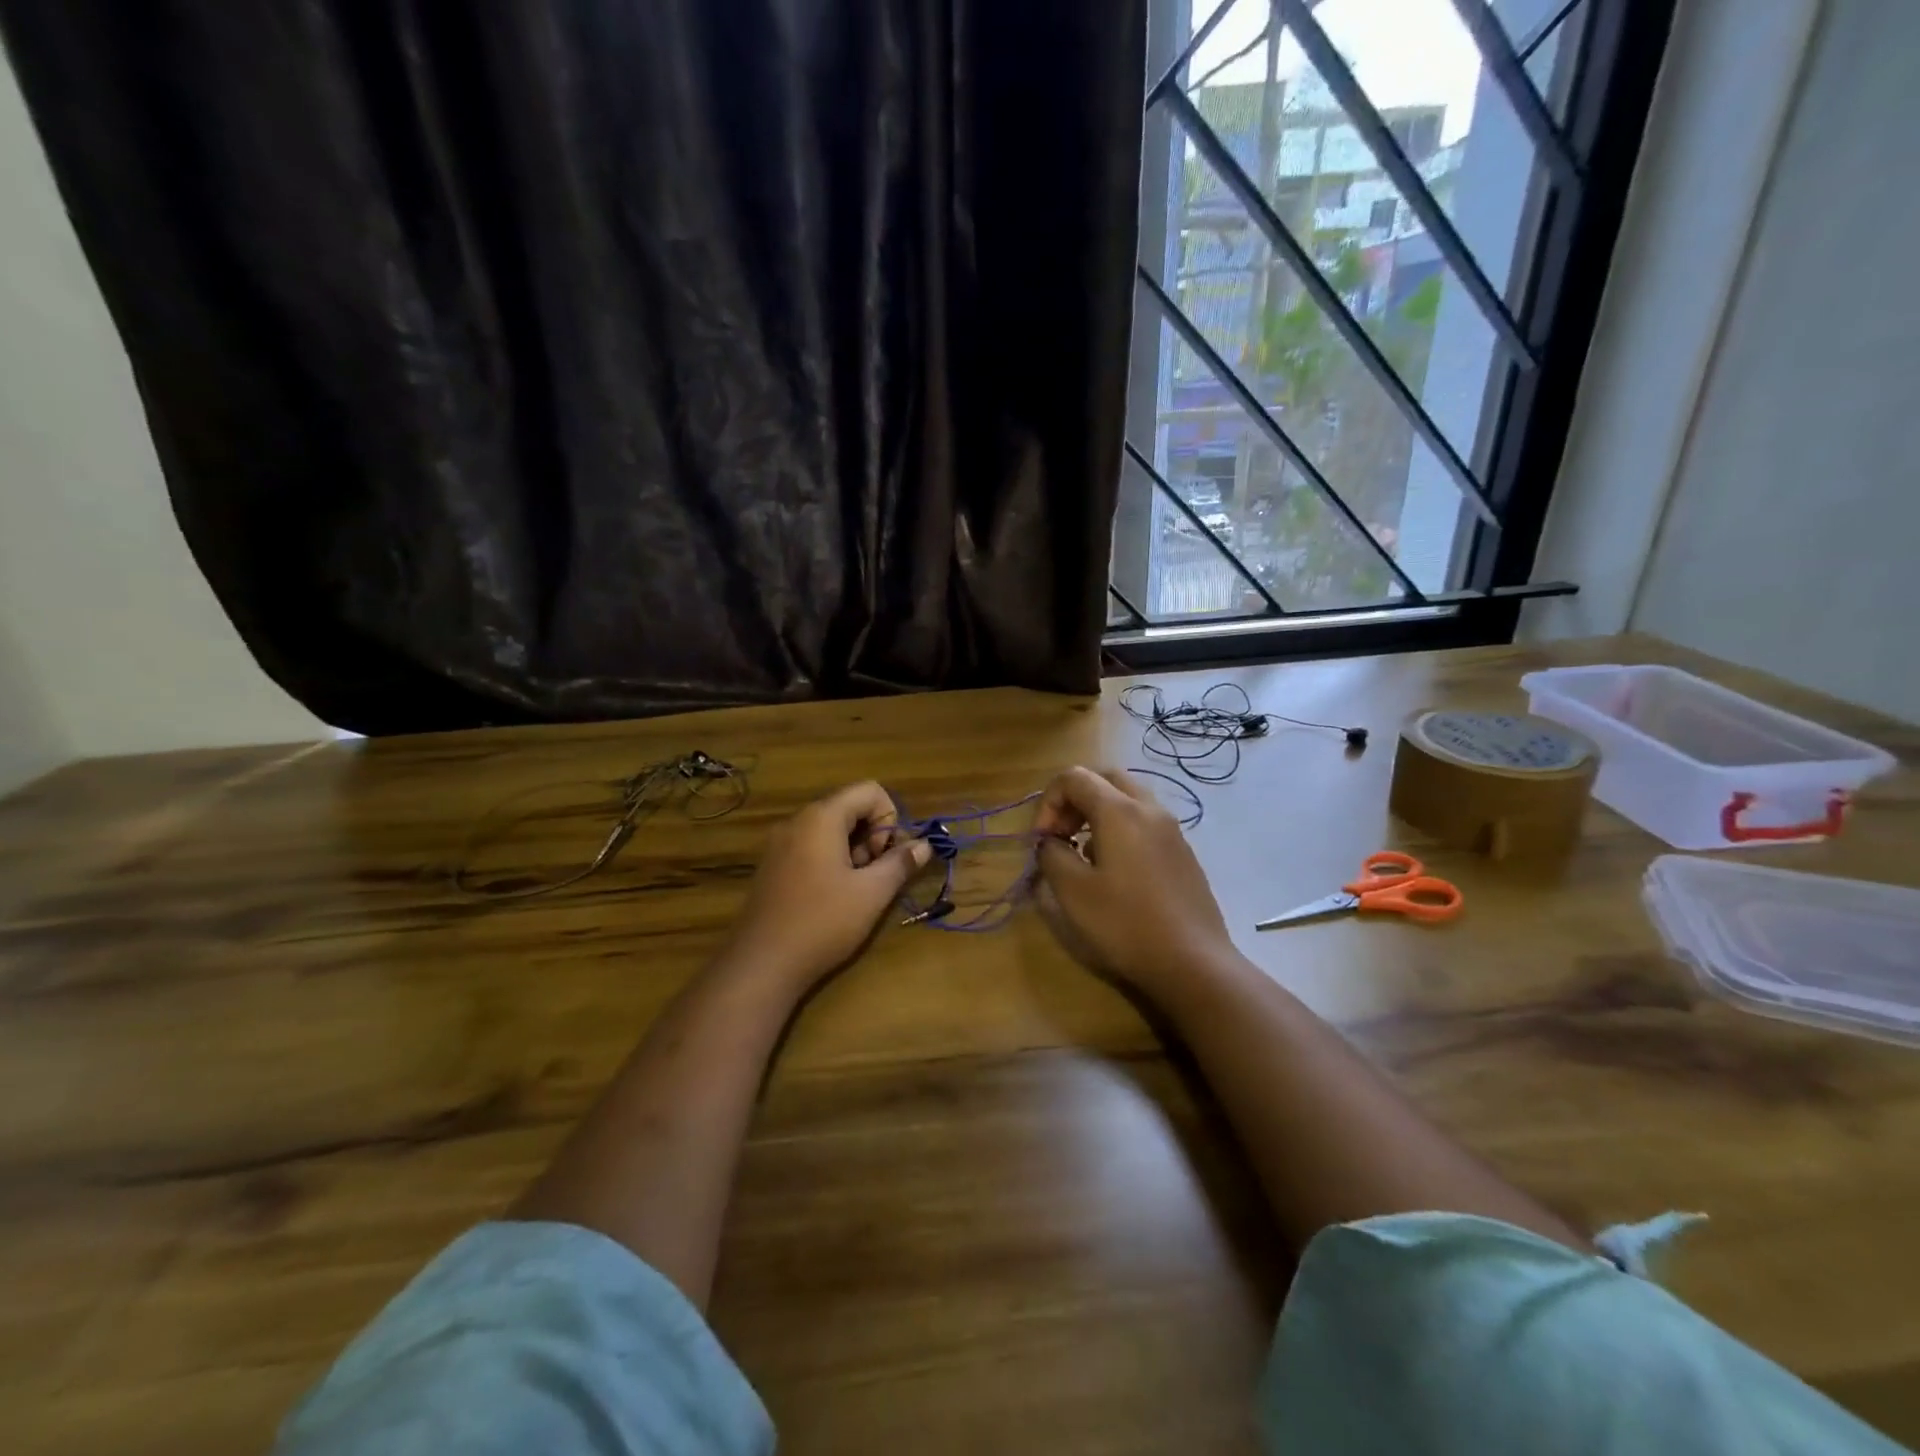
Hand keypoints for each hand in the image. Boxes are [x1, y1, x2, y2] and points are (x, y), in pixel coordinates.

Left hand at [722, 781, 931, 989]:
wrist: (761, 964)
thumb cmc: (822, 922)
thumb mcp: (872, 893)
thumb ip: (901, 863)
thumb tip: (925, 845)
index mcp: (821, 817)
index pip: (870, 791)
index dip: (890, 819)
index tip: (887, 857)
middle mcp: (797, 821)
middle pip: (850, 808)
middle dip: (873, 837)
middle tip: (876, 877)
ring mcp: (780, 844)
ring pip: (831, 830)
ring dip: (854, 852)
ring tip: (857, 891)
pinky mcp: (772, 866)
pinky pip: (811, 848)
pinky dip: (831, 862)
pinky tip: (833, 898)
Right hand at [1033, 766, 1237, 1000]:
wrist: (1194, 963)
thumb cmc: (1126, 924)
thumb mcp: (1072, 892)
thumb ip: (1052, 855)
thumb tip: (1050, 843)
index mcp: (1119, 811)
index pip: (1074, 777)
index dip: (1048, 803)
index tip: (1042, 841)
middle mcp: (1149, 809)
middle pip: (1104, 779)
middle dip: (1074, 800)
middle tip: (1061, 836)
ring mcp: (1172, 830)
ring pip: (1128, 800)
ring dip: (1097, 815)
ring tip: (1083, 855)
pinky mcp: (1183, 853)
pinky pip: (1145, 823)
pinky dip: (1120, 831)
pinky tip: (1114, 873)